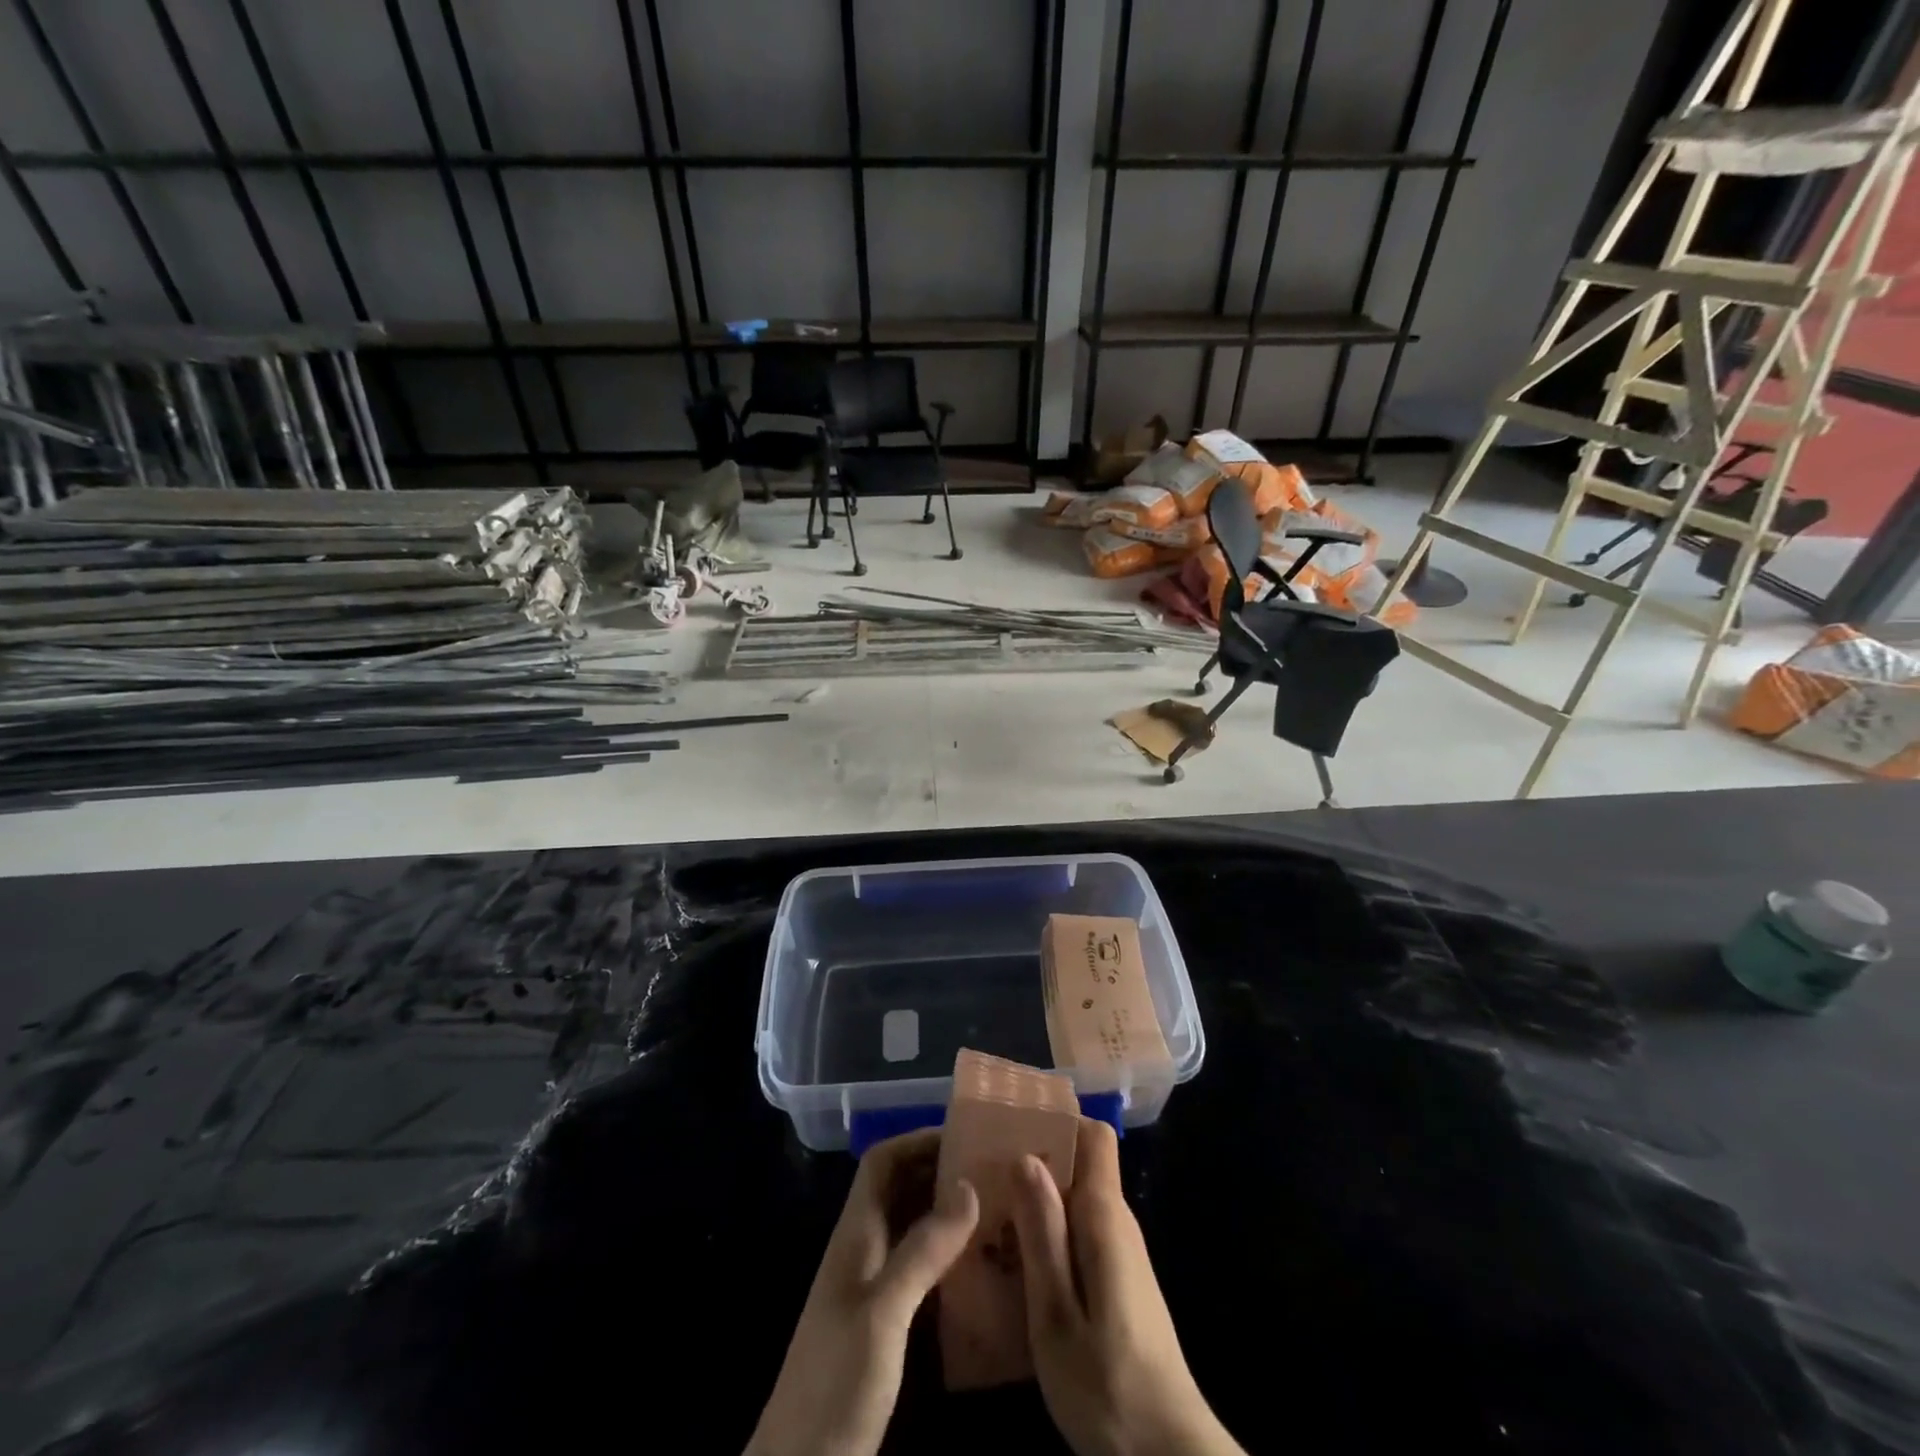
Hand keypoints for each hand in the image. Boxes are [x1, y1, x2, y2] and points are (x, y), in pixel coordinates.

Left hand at [745, 1129, 978, 1455]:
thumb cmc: (836, 1382)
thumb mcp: (883, 1313)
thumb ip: (923, 1249)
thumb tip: (969, 1184)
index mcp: (855, 1235)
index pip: (882, 1163)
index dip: (917, 1140)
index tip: (965, 1136)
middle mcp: (863, 1251)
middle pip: (900, 1190)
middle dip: (940, 1171)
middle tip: (993, 1170)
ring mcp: (873, 1289)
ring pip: (912, 1228)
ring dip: (948, 1213)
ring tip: (998, 1208)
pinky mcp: (886, 1324)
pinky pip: (921, 1269)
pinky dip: (949, 1256)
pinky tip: (983, 1267)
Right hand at [1011, 1119, 1244, 1455]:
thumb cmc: (1109, 1386)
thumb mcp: (1058, 1315)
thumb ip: (1042, 1234)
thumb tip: (1025, 1157)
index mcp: (1104, 1216)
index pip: (1093, 1134)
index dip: (1056, 1120)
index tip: (1009, 1127)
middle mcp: (1116, 1221)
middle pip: (1078, 1162)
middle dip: (1032, 1160)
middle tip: (980, 1174)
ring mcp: (1119, 1251)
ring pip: (1074, 1199)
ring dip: (1033, 1200)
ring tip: (985, 1214)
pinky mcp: (1117, 1279)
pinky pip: (1077, 1232)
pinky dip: (1045, 1232)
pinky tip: (1012, 1260)